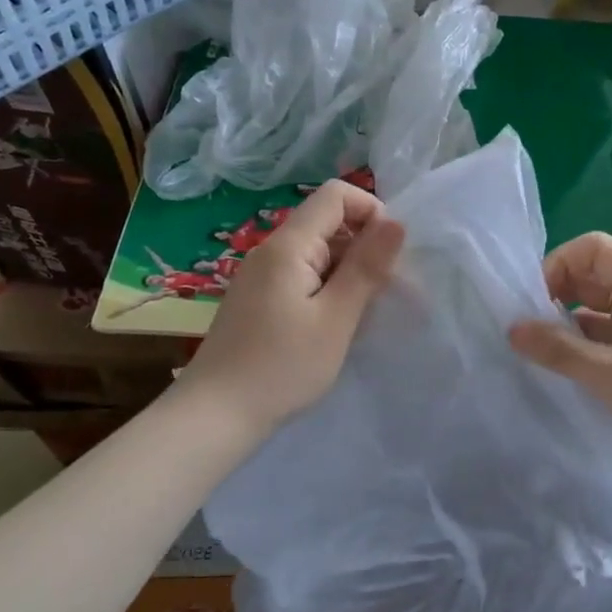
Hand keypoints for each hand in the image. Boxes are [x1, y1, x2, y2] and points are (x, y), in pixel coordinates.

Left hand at [181, 179, 404, 439]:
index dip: (370, 211)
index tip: (390, 254)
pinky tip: (334, 325)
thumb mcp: (336, 318)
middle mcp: (271, 250)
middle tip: (385, 292)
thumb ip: (367, 267)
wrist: (215, 415)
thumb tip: (396, 222)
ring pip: (317, 252)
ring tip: (363, 314)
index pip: (335, 195)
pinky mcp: (259, 299)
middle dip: (364, 246)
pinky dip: (327, 289)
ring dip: (348, 272)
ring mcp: (261, 276)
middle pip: (326, 222)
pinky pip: (302, 276)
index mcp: (288, 245)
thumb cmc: (282, 367)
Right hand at [509, 233, 611, 507]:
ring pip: (597, 314)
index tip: (534, 303)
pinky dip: (582, 352)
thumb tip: (512, 328)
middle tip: (526, 331)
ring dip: (566, 327)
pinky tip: (560, 375)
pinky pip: (606, 344)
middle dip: (556, 295)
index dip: (560, 264)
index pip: (594, 249)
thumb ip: (561, 350)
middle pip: (593, 278)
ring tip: (534, 355)